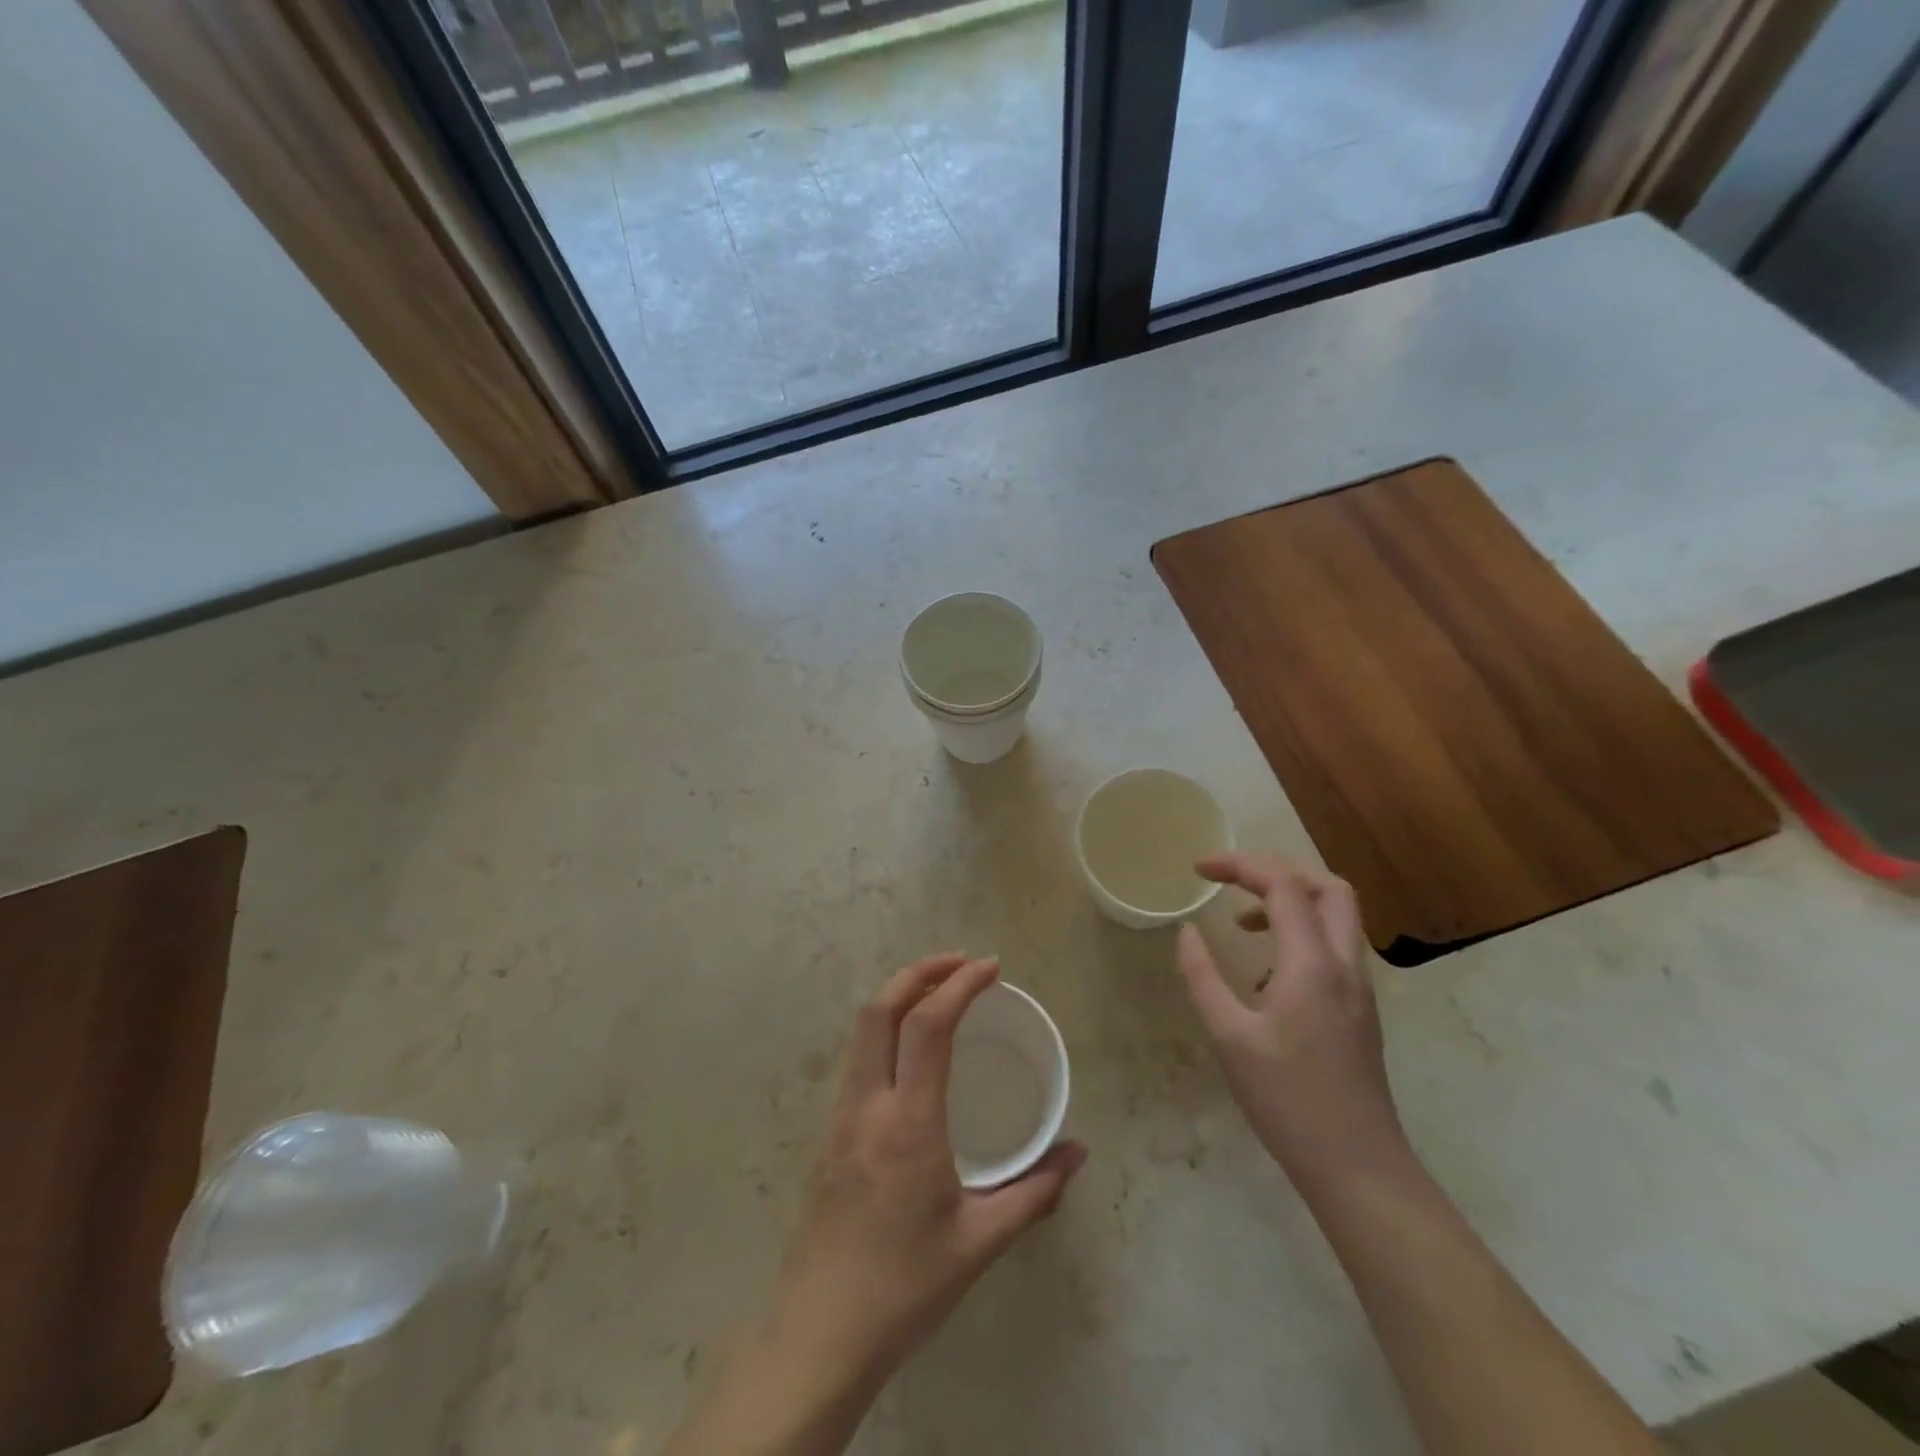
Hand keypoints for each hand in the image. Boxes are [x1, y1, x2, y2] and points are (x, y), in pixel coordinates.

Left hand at [770, 954, 1087, 1386]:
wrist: (821, 1333)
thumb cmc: (906, 1285)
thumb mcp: (980, 1242)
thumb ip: (1035, 1191)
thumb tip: (1078, 1152)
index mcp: (909, 1122)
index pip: (928, 1026)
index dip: (960, 985)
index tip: (990, 967)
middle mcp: (868, 1104)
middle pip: (881, 1008)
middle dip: (919, 971)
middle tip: (960, 963)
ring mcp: (840, 1115)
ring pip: (862, 1030)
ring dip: (898, 996)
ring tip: (937, 992)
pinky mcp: (829, 1132)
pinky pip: (857, 1058)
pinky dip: (884, 1028)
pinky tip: (909, 1048)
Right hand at [1176, 854, 1405, 1192]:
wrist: (1358, 1167)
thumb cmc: (1287, 1101)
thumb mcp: (1229, 1037)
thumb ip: (1202, 977)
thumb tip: (1187, 933)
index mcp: (1311, 963)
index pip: (1282, 884)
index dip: (1239, 864)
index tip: (1198, 869)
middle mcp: (1344, 964)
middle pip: (1327, 886)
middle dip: (1278, 871)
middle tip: (1234, 882)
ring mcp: (1359, 988)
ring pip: (1338, 916)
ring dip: (1292, 902)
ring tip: (1245, 922)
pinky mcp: (1360, 1010)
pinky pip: (1335, 947)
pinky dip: (1302, 934)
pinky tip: (1267, 974)